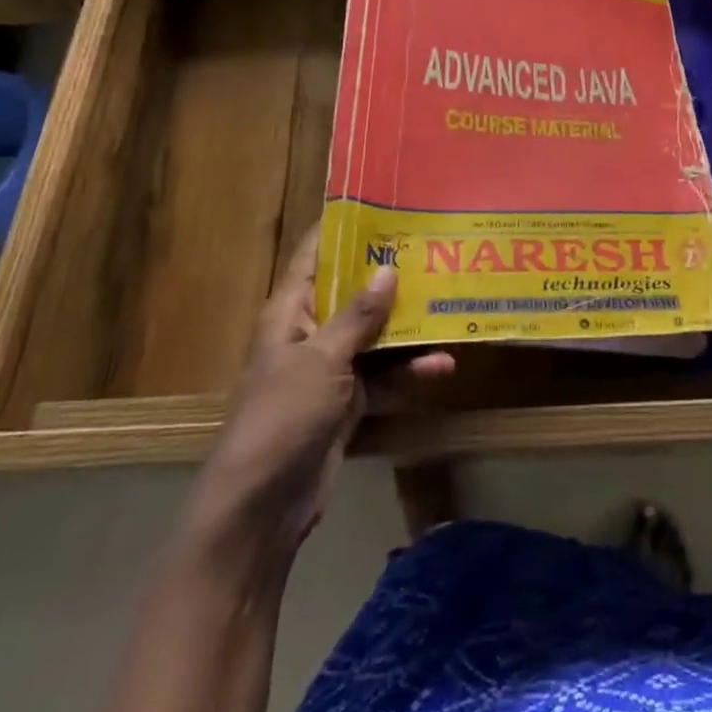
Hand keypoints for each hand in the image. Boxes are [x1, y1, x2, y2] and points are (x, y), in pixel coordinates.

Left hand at [176, 223, 452, 587]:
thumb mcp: (323, 359)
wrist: (261, 506)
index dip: (344, 229)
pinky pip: (385, 375)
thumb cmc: (282, 415)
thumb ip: (358, 315)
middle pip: (354, 292)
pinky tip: (442, 366)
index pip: (316, 255)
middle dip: (392, 277)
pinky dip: (409, 371)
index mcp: (291, 311)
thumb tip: (388, 268)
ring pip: (376, 335)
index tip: (385, 205)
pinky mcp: (348, 402)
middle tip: (435, 252)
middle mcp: (311, 332)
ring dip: (410, 329)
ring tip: (450, 310)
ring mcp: (331, 369)